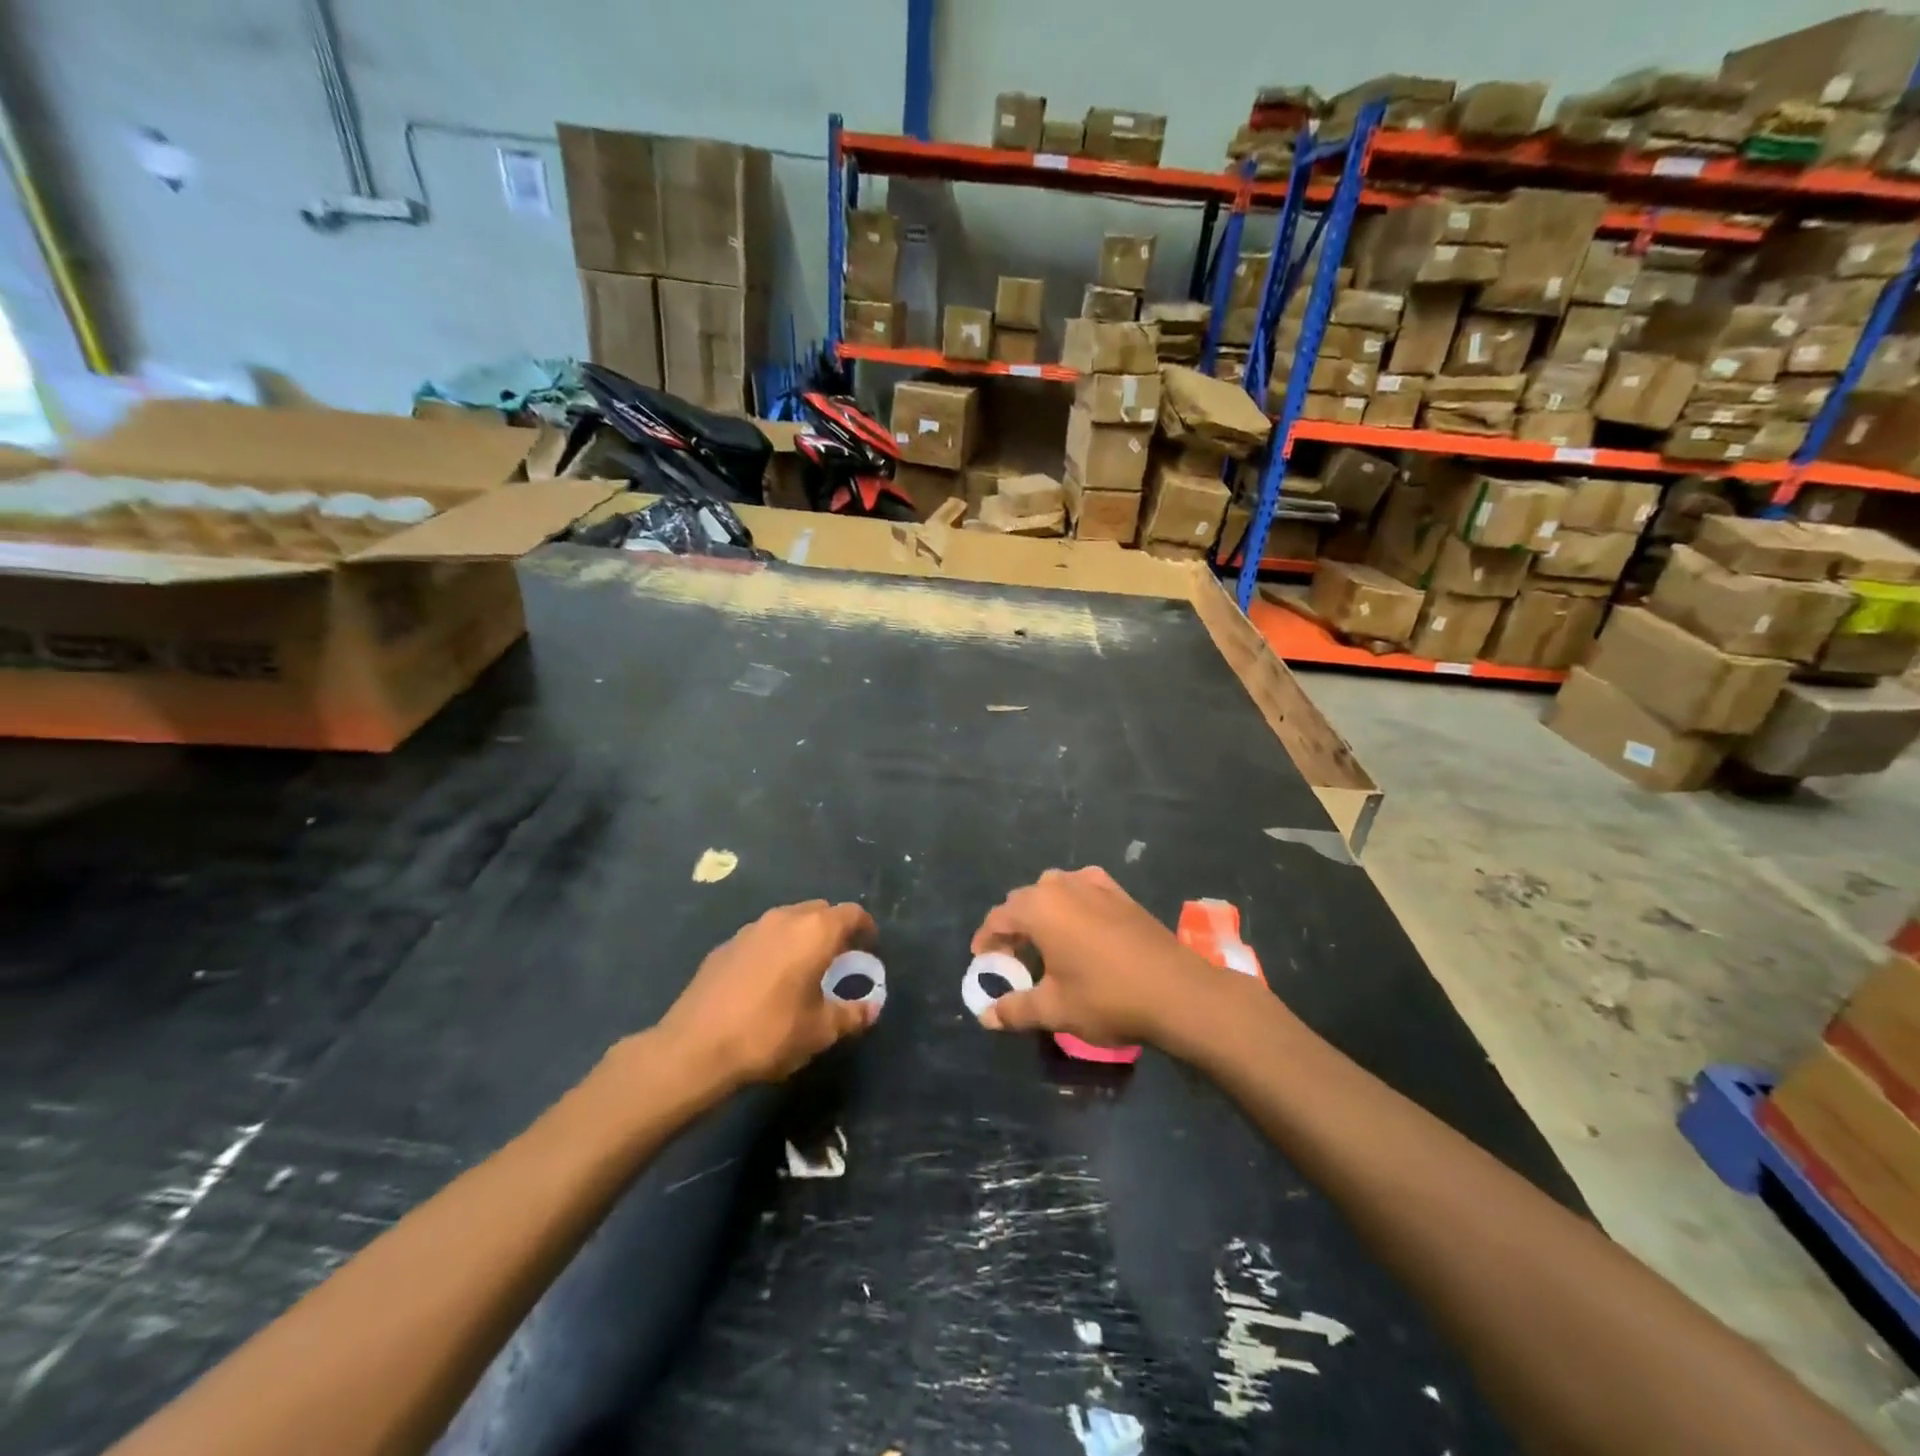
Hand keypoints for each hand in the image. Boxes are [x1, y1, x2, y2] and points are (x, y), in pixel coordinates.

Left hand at [655, 900, 878, 1090]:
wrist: (695, 1047)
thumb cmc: (770, 1034)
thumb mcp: (820, 1031)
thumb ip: (852, 1015)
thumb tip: (872, 1008)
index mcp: (815, 931)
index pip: (852, 914)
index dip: (866, 929)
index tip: (869, 949)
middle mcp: (784, 918)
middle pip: (820, 911)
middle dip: (834, 930)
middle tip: (839, 960)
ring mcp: (750, 929)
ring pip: (788, 920)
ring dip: (803, 937)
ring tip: (804, 969)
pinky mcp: (725, 945)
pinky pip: (762, 937)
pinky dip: (775, 948)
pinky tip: (768, 981)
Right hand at [969, 867, 1233, 1048]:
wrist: (1177, 991)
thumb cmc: (1107, 998)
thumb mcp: (1055, 1009)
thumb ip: (1016, 1009)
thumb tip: (986, 1017)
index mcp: (1040, 908)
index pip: (1000, 916)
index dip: (987, 938)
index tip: (982, 959)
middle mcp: (1064, 886)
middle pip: (1025, 899)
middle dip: (1013, 925)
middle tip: (1011, 957)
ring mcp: (1095, 884)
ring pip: (1055, 889)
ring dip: (1042, 911)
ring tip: (1043, 942)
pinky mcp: (1121, 893)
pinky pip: (1083, 888)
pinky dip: (1072, 903)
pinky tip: (1080, 925)